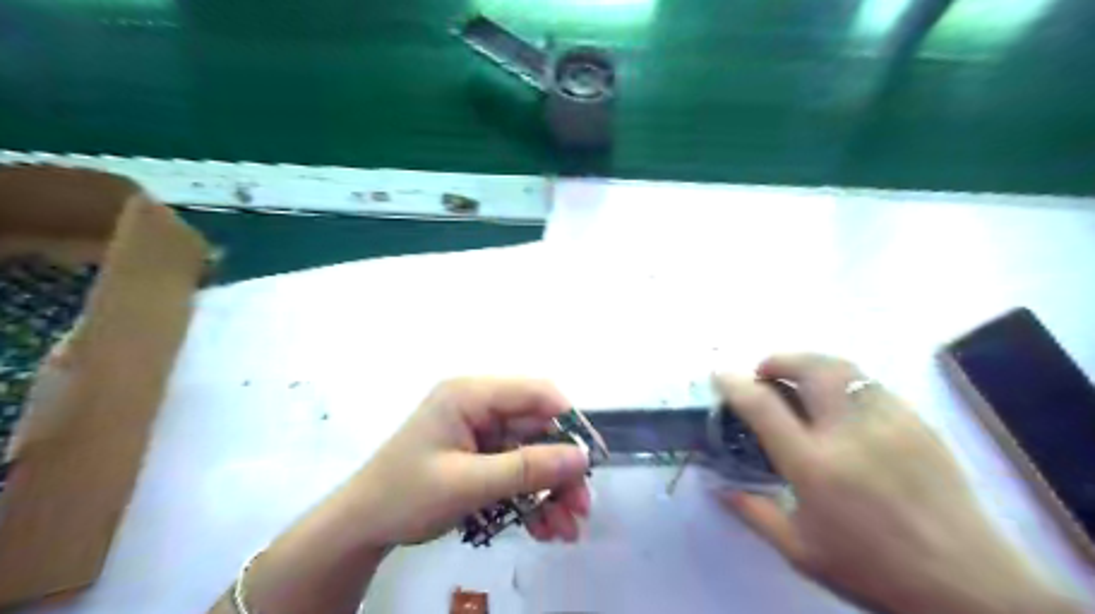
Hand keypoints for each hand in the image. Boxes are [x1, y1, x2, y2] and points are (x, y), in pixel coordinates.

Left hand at [349, 376, 589, 543]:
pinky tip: (544, 528)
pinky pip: (516, 470)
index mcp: (470, 394)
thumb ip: (526, 469)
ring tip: (565, 530)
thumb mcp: (468, 484)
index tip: (591, 459)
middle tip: (581, 508)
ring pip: (531, 453)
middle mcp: (479, 406)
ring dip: (551, 490)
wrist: (360, 528)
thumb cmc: (405, 495)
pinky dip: (531, 497)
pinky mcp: (479, 455)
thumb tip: (582, 458)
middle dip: (561, 470)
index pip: (535, 393)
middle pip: (537, 428)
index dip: (569, 421)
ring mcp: (479, 432)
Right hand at [716, 353, 1079, 613]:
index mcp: (814, 466)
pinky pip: (871, 385)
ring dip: (812, 364)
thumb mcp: (801, 551)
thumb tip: (717, 488)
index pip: (763, 406)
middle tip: (766, 372)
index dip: (735, 383)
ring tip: (801, 380)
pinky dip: (844, 382)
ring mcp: (890, 422)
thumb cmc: (874, 569)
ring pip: (843, 368)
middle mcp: (850, 432)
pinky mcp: (918, 422)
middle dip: (779, 359)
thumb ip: (754, 512)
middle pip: (810, 367)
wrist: (971, 585)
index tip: (721, 374)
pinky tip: (842, 404)